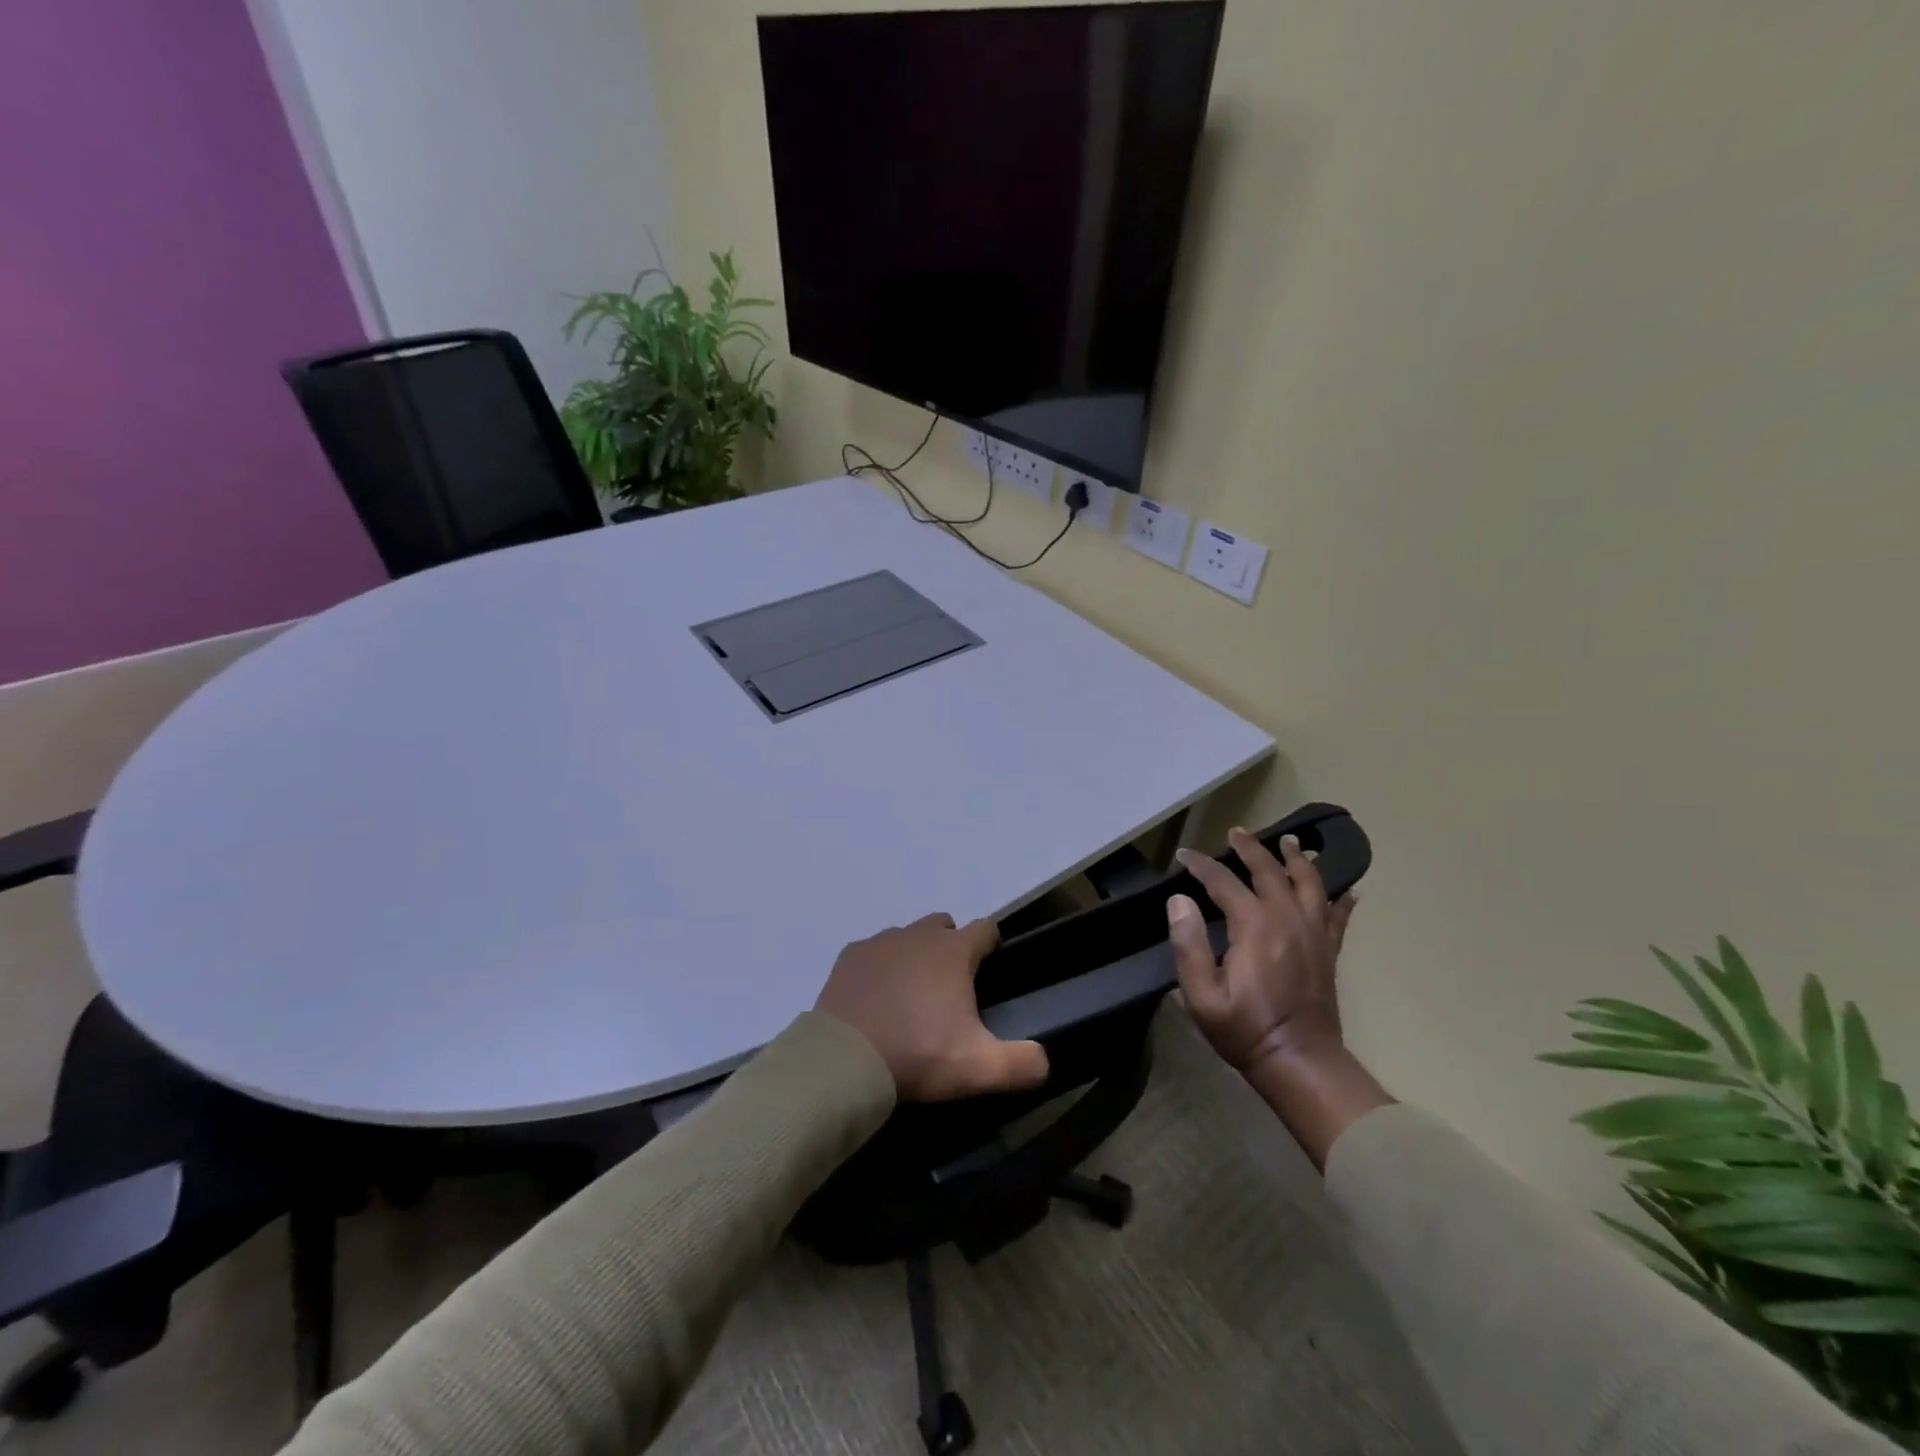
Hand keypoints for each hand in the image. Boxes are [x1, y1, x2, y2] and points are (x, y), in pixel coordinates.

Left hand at [816, 913, 1050, 1101]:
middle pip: (944, 927)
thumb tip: (1045, 1060)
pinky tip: (876, 999)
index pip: (986, 929)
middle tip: (950, 989)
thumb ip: (1022, 1063)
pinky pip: (873, 952)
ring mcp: (880, 942)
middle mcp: (918, 935)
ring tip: (911, 997)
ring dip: (914, 956)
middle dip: (951, 947)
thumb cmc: (918, 1054)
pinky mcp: (850, 956)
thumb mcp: (979, 1068)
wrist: (845, 1060)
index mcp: (954, 952)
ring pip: (907, 937)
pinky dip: (880, 968)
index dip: (992, 945)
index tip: (991, 969)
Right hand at [1168, 829, 1355, 1075]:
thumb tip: (1179, 900)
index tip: (1185, 855)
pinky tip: (1345, 890)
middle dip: (1251, 849)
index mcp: (1255, 927)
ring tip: (1291, 842)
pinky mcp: (1329, 951)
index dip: (1202, 865)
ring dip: (1298, 859)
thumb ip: (1188, 944)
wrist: (1300, 1062)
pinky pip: (1338, 916)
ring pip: (1309, 884)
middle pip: (1270, 871)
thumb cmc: (1244, 1029)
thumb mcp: (1201, 994)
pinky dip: (1340, 899)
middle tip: (1236, 833)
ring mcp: (1314, 934)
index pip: (1224, 881)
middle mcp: (1288, 919)